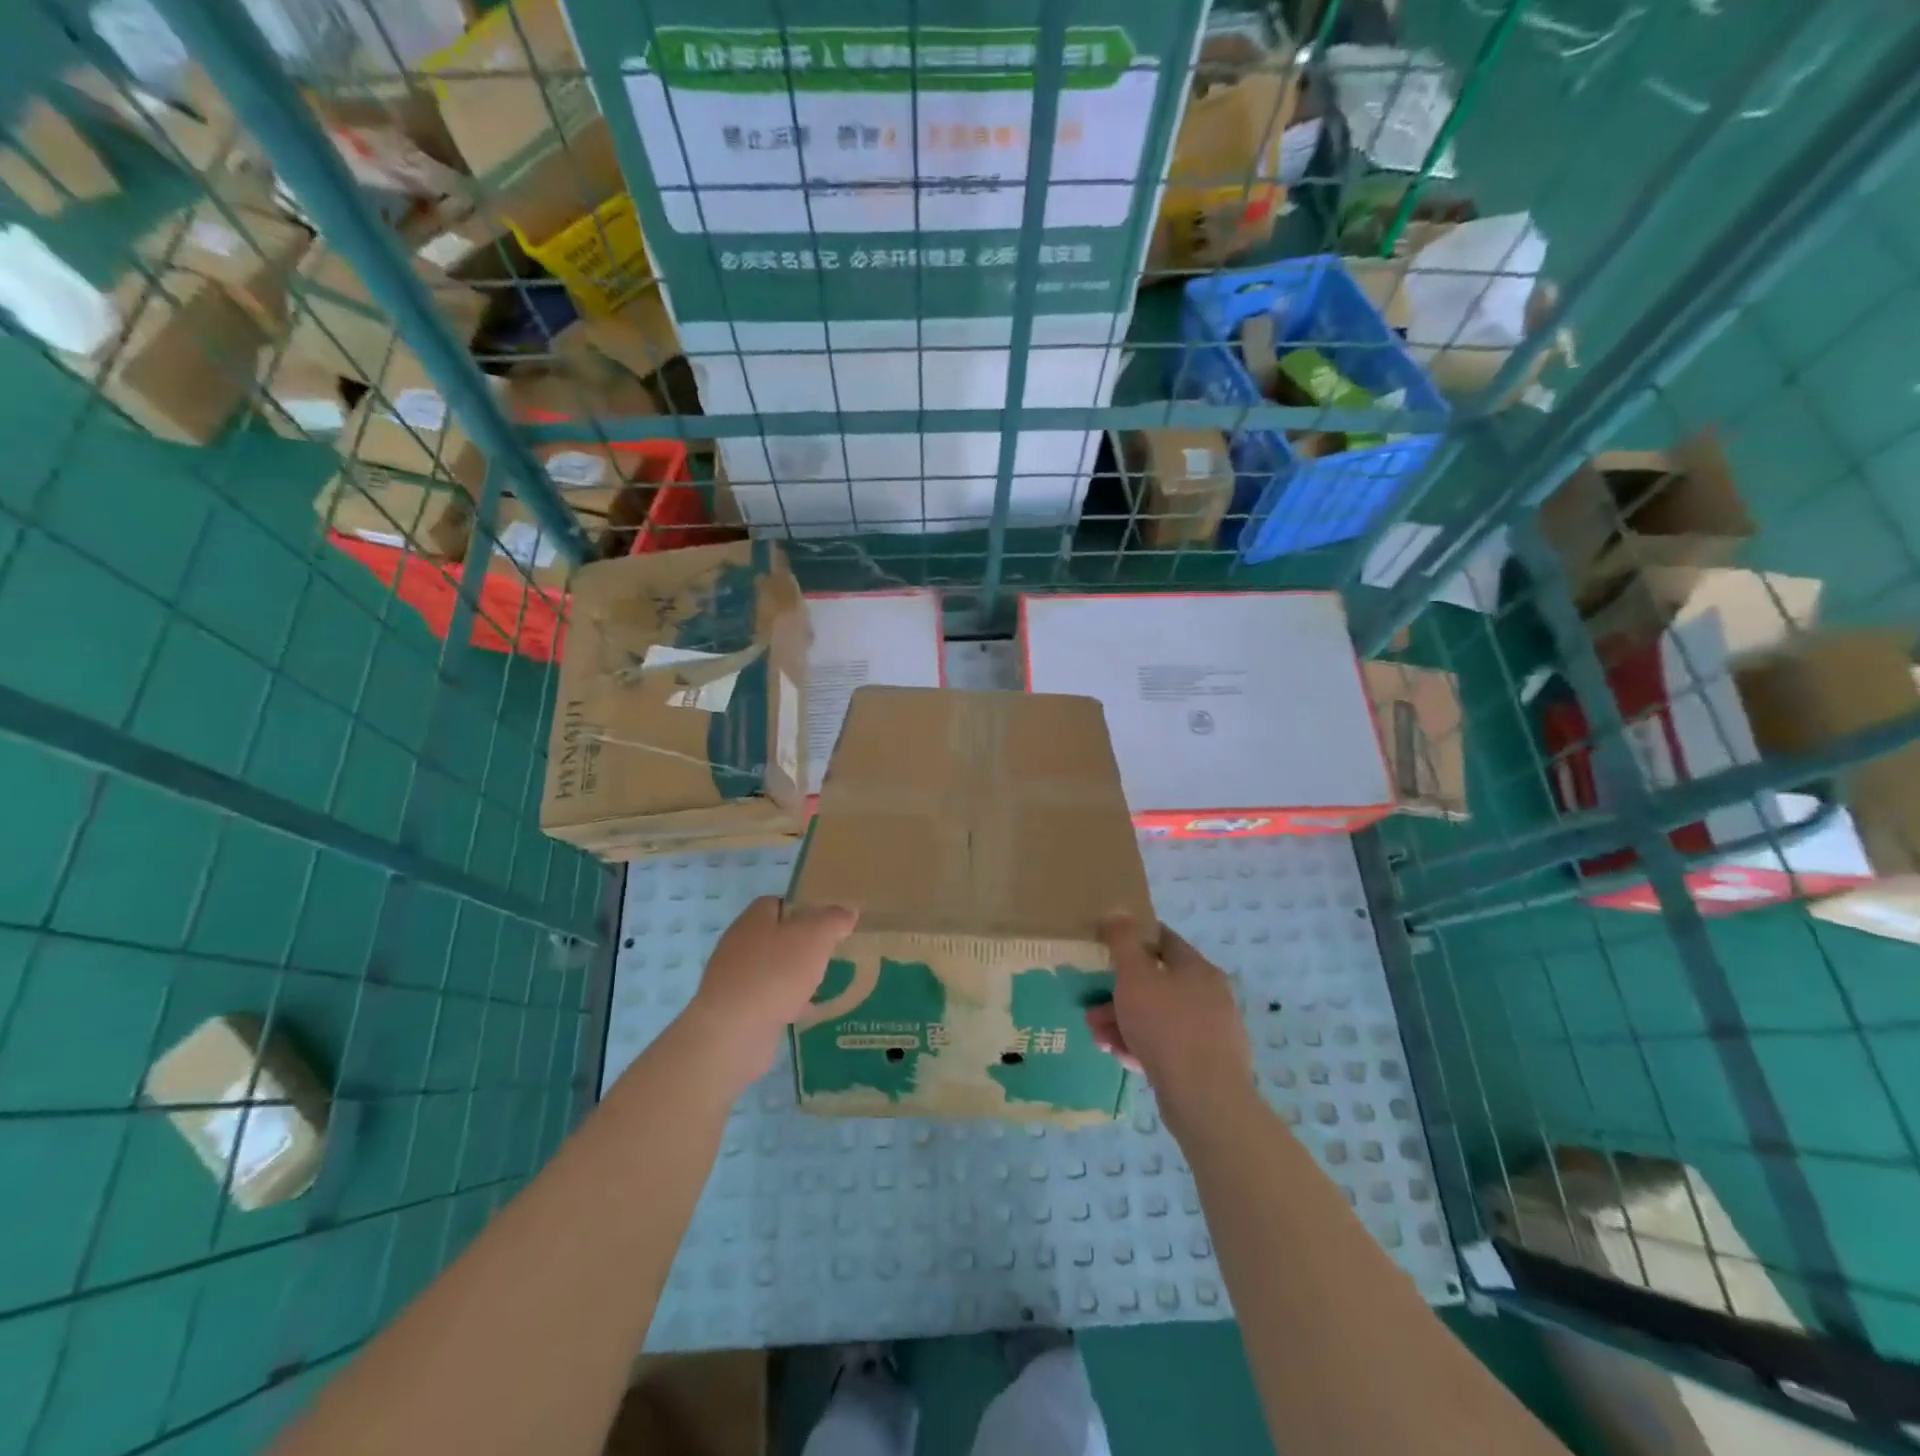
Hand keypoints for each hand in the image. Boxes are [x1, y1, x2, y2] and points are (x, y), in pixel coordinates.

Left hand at [677, 896, 857, 1094]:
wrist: (734, 1032)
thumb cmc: (775, 973)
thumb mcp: (815, 937)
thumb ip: (833, 920)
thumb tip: (847, 911)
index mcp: (754, 918)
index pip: (779, 903)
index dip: (805, 909)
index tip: (829, 923)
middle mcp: (740, 944)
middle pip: (777, 936)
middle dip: (803, 945)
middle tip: (831, 953)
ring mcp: (735, 978)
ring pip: (773, 969)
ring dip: (795, 975)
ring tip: (824, 982)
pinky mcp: (737, 1010)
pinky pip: (768, 998)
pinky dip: (787, 1002)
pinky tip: (807, 1012)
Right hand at [1086, 914, 1253, 1127]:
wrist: (1205, 1099)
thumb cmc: (1166, 1026)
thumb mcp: (1135, 976)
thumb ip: (1123, 941)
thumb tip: (1119, 910)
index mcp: (1197, 968)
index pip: (1164, 940)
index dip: (1134, 938)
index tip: (1107, 947)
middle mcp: (1209, 995)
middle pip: (1156, 984)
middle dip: (1118, 993)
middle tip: (1092, 1006)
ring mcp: (1209, 1032)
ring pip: (1157, 1018)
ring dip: (1123, 1022)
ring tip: (1097, 1036)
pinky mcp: (1205, 1065)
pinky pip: (1166, 1046)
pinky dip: (1141, 1046)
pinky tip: (1119, 1056)